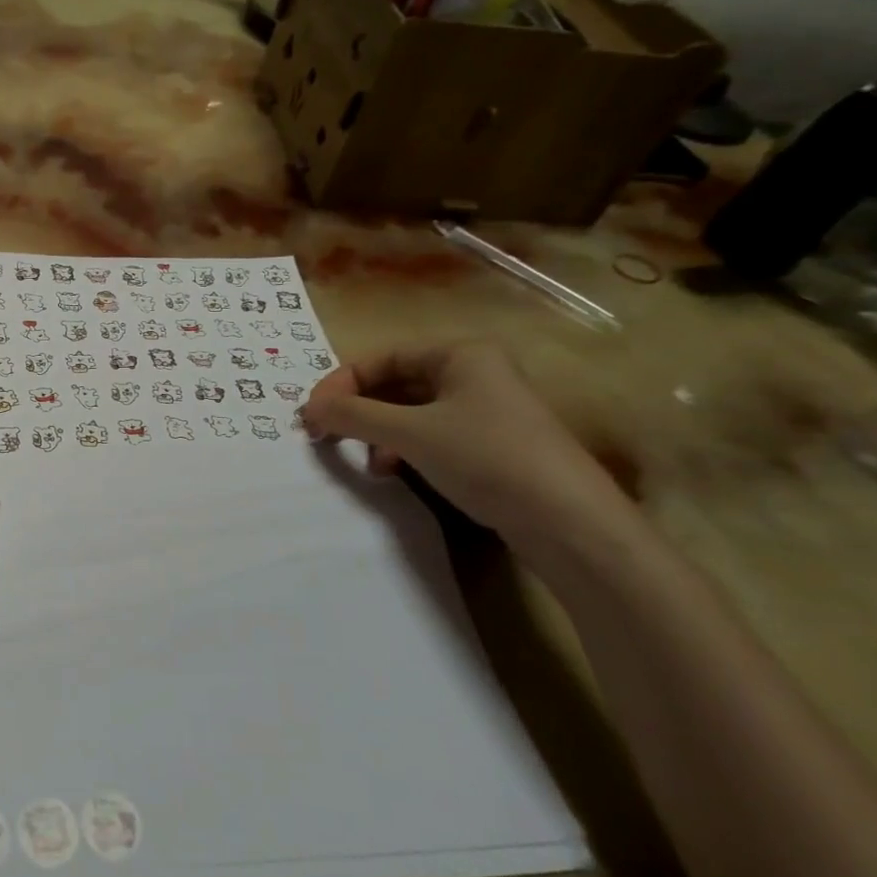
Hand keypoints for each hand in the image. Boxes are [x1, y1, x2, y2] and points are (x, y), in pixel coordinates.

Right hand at [302, 342, 630, 542]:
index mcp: (460, 354)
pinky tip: (393, 472)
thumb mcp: (409, 433)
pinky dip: (403, 448)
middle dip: (359, 409)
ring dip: (378, 432)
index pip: (381, 358)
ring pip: (410, 412)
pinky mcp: (490, 445)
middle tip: (327, 435)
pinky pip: (430, 434)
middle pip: (395, 384)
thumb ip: (353, 415)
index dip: (340, 384)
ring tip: (366, 460)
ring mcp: (485, 410)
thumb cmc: (485, 457)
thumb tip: (308, 409)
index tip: (311, 415)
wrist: (568, 522)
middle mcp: (474, 373)